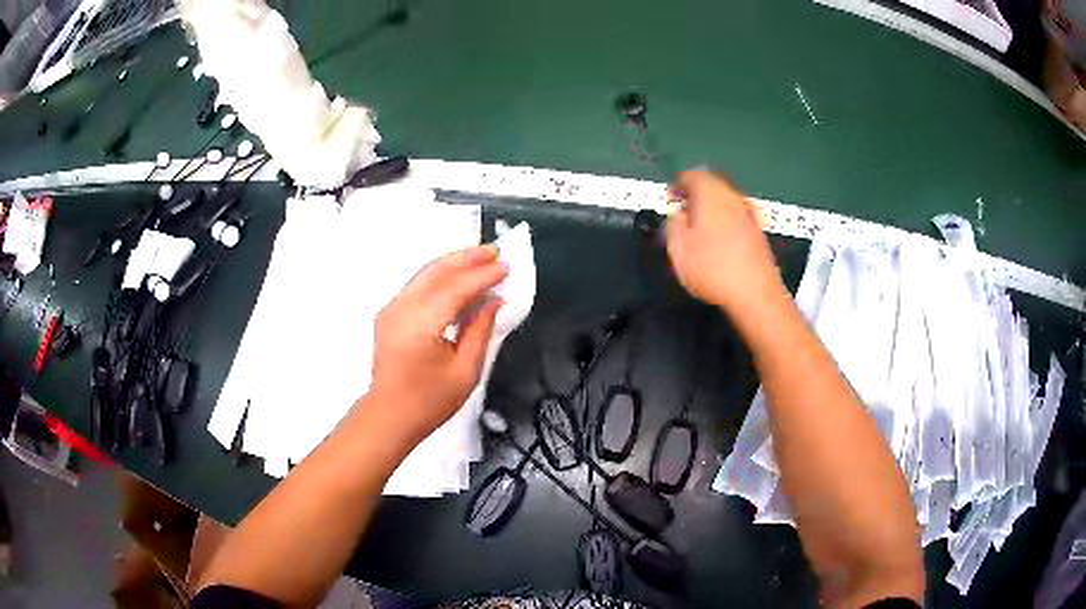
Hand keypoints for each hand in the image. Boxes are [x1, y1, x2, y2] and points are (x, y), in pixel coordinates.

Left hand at [368, 246, 506, 446]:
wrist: (389, 416)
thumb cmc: (429, 402)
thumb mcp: (466, 372)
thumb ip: (480, 331)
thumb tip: (493, 302)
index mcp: (420, 325)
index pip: (456, 288)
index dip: (483, 276)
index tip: (506, 267)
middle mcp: (401, 309)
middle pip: (436, 271)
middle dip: (467, 258)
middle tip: (495, 251)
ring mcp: (391, 309)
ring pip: (425, 274)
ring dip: (453, 263)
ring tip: (481, 258)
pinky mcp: (389, 314)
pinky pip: (417, 285)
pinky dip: (440, 276)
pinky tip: (458, 278)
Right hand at [666, 170, 783, 311]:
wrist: (754, 294)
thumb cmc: (713, 269)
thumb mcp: (677, 247)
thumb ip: (672, 223)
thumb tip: (676, 213)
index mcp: (710, 192)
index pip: (690, 176)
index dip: (676, 187)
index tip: (669, 200)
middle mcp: (732, 195)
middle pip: (710, 185)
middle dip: (695, 196)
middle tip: (682, 214)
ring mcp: (749, 212)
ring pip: (724, 201)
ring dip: (710, 209)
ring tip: (698, 231)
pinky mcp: (758, 230)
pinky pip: (736, 217)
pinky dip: (725, 222)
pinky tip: (718, 244)